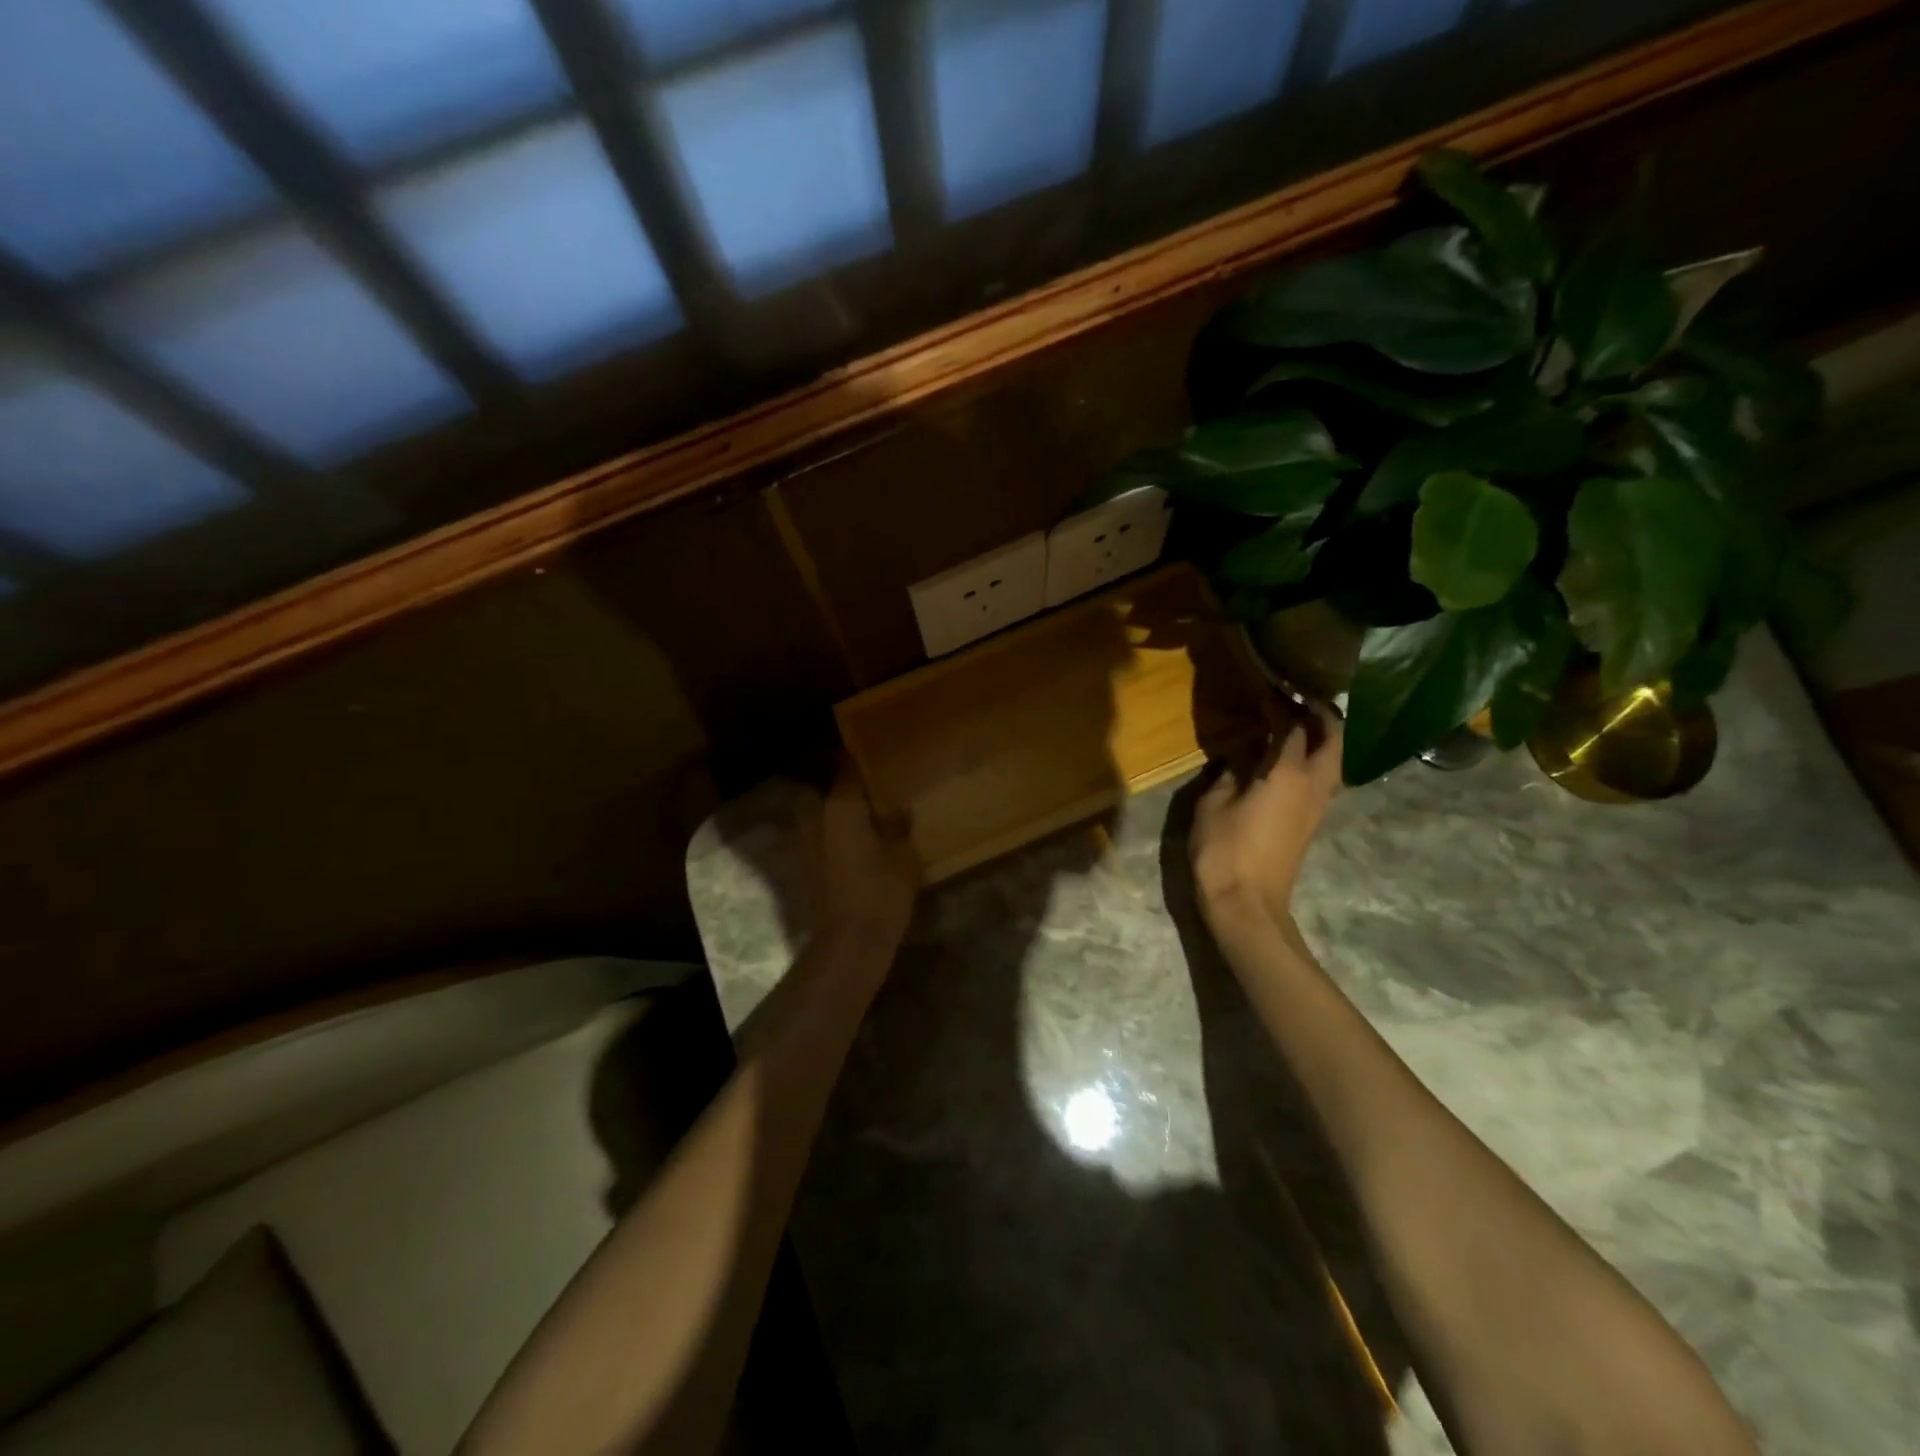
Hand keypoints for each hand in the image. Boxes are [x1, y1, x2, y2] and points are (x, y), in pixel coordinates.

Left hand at [817, 760, 919, 947]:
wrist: (849, 942)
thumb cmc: (880, 892)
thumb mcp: (904, 857)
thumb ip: (899, 828)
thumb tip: (897, 811)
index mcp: (841, 806)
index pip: (845, 767)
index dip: (856, 756)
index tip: (872, 749)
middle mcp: (816, 817)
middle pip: (822, 787)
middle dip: (838, 783)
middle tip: (864, 783)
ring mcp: (805, 842)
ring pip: (815, 812)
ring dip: (831, 808)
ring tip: (859, 810)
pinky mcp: (804, 865)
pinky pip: (817, 835)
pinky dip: (829, 832)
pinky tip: (851, 838)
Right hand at [1190, 709, 1341, 928]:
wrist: (1247, 904)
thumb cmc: (1224, 851)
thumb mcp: (1212, 805)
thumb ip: (1228, 773)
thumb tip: (1239, 756)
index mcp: (1287, 774)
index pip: (1294, 727)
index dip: (1283, 705)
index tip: (1272, 688)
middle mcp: (1312, 785)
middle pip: (1334, 740)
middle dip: (1323, 716)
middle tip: (1300, 701)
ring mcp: (1317, 806)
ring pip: (1335, 761)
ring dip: (1324, 739)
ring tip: (1297, 726)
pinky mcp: (1311, 822)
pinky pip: (1323, 779)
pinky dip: (1316, 760)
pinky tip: (1290, 760)